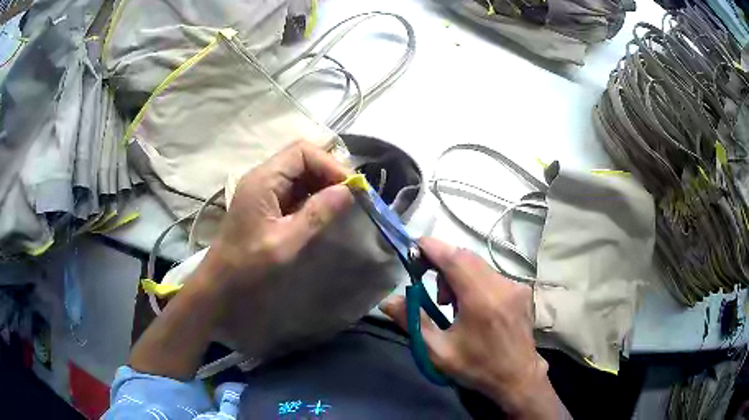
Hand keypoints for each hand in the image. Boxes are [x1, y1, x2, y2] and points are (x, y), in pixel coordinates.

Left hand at [201, 140, 353, 295]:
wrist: (221, 284)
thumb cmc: (248, 265)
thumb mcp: (285, 242)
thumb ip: (317, 214)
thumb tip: (348, 191)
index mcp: (263, 180)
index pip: (302, 152)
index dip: (330, 164)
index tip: (351, 188)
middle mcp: (263, 177)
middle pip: (302, 158)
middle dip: (329, 173)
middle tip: (350, 196)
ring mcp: (264, 190)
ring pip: (300, 173)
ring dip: (323, 184)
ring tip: (342, 204)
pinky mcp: (267, 203)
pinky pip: (295, 190)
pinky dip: (313, 196)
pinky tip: (325, 212)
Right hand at [380, 238, 567, 418]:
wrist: (517, 377)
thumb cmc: (477, 367)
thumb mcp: (438, 351)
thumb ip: (413, 322)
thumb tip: (387, 300)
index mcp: (482, 300)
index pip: (455, 259)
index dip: (433, 248)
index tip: (414, 248)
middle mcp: (502, 286)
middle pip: (466, 257)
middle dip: (443, 263)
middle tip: (430, 289)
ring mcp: (516, 286)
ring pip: (479, 264)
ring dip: (458, 273)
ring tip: (451, 303)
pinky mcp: (522, 290)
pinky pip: (491, 274)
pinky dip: (474, 280)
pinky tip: (472, 305)